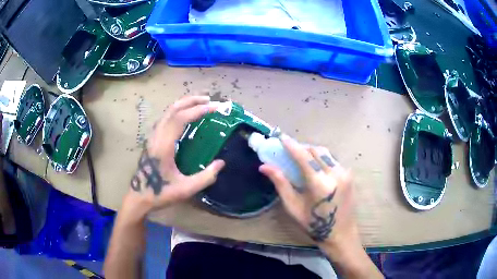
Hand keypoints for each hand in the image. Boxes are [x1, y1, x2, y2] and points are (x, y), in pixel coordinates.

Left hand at [125, 96, 224, 215]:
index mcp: (164, 145)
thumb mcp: (186, 189)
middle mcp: (157, 136)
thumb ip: (206, 177)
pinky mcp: (152, 140)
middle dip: (192, 101)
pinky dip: (178, 111)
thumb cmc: (160, 193)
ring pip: (168, 112)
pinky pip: (166, 118)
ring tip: (200, 103)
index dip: (198, 110)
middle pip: (173, 109)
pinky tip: (186, 116)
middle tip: (210, 100)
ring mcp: (153, 137)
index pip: (181, 118)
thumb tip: (221, 163)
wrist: (139, 197)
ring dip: (184, 104)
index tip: (214, 108)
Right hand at [259, 135, 359, 253]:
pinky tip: (316, 168)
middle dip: (302, 147)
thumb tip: (264, 166)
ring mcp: (345, 173)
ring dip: (312, 152)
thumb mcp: (293, 206)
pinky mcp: (349, 175)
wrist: (340, 233)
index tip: (282, 138)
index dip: (292, 145)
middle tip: (290, 151)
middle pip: (316, 150)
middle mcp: (335, 174)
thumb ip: (281, 183)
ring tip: (302, 158)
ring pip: (326, 153)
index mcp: (320, 184)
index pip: (304, 157)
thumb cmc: (313, 224)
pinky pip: (333, 160)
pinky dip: (322, 159)